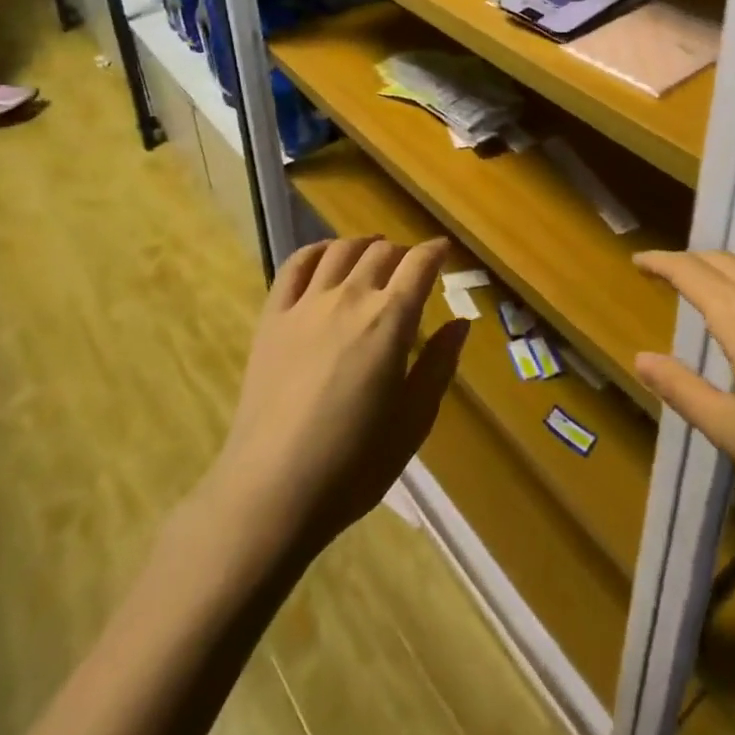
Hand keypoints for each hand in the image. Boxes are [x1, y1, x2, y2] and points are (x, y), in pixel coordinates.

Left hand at [213, 238, 467, 558]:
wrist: (272, 489)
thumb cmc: (354, 464)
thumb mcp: (413, 421)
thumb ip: (439, 365)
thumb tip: (461, 323)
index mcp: (390, 320)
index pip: (419, 265)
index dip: (435, 251)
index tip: (444, 249)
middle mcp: (351, 297)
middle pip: (381, 252)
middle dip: (402, 251)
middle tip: (410, 264)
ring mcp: (306, 303)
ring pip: (340, 251)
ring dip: (363, 245)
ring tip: (372, 252)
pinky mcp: (272, 317)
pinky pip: (295, 266)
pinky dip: (316, 250)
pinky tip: (324, 256)